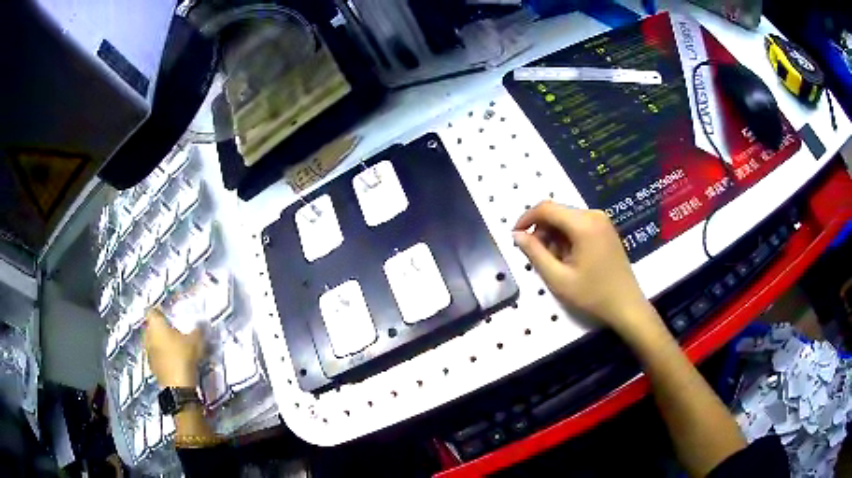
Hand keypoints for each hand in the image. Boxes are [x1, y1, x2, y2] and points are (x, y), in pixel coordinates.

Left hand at [143, 308, 203, 387]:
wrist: (177, 386)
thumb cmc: (183, 356)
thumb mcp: (196, 340)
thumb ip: (197, 330)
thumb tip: (200, 324)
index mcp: (155, 324)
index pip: (151, 310)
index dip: (159, 311)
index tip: (168, 314)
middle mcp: (147, 335)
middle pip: (151, 326)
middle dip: (160, 328)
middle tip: (173, 331)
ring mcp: (148, 351)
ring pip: (152, 341)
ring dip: (160, 342)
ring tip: (174, 346)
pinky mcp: (151, 366)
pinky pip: (155, 355)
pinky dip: (162, 355)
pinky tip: (173, 360)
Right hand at [512, 202, 660, 336]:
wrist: (626, 305)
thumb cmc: (592, 295)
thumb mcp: (558, 278)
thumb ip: (535, 253)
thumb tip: (517, 235)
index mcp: (583, 224)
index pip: (546, 208)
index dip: (526, 219)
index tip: (515, 236)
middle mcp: (593, 215)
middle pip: (557, 212)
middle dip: (541, 231)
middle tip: (536, 257)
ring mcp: (602, 221)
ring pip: (566, 219)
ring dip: (554, 236)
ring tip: (555, 262)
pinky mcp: (605, 229)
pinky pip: (578, 224)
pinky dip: (567, 237)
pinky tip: (568, 258)